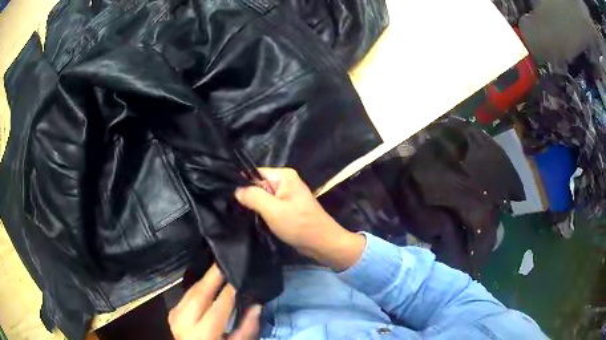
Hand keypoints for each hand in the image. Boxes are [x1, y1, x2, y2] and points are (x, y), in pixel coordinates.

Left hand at [168, 264, 260, 339]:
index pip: (217, 308)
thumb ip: (246, 328)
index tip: (239, 277)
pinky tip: (208, 281)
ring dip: (205, 279)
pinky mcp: (172, 311)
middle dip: (213, 276)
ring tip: (219, 268)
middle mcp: (185, 322)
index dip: (229, 292)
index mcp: (202, 334)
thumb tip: (256, 305)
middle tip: (225, 261)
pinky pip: (187, 293)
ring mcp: (175, 315)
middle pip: (198, 293)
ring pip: (191, 290)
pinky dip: (199, 286)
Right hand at [235, 168, 364, 270]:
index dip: (243, 184)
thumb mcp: (273, 210)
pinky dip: (263, 213)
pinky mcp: (288, 207)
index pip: (255, 173)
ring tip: (245, 215)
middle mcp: (286, 181)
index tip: (232, 197)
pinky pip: (270, 206)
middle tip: (238, 209)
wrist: (322, 244)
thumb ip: (253, 197)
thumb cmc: (299, 225)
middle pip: (259, 185)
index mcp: (284, 175)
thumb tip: (236, 189)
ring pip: (263, 197)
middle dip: (249, 197)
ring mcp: (288, 195)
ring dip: (256, 207)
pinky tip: (256, 220)